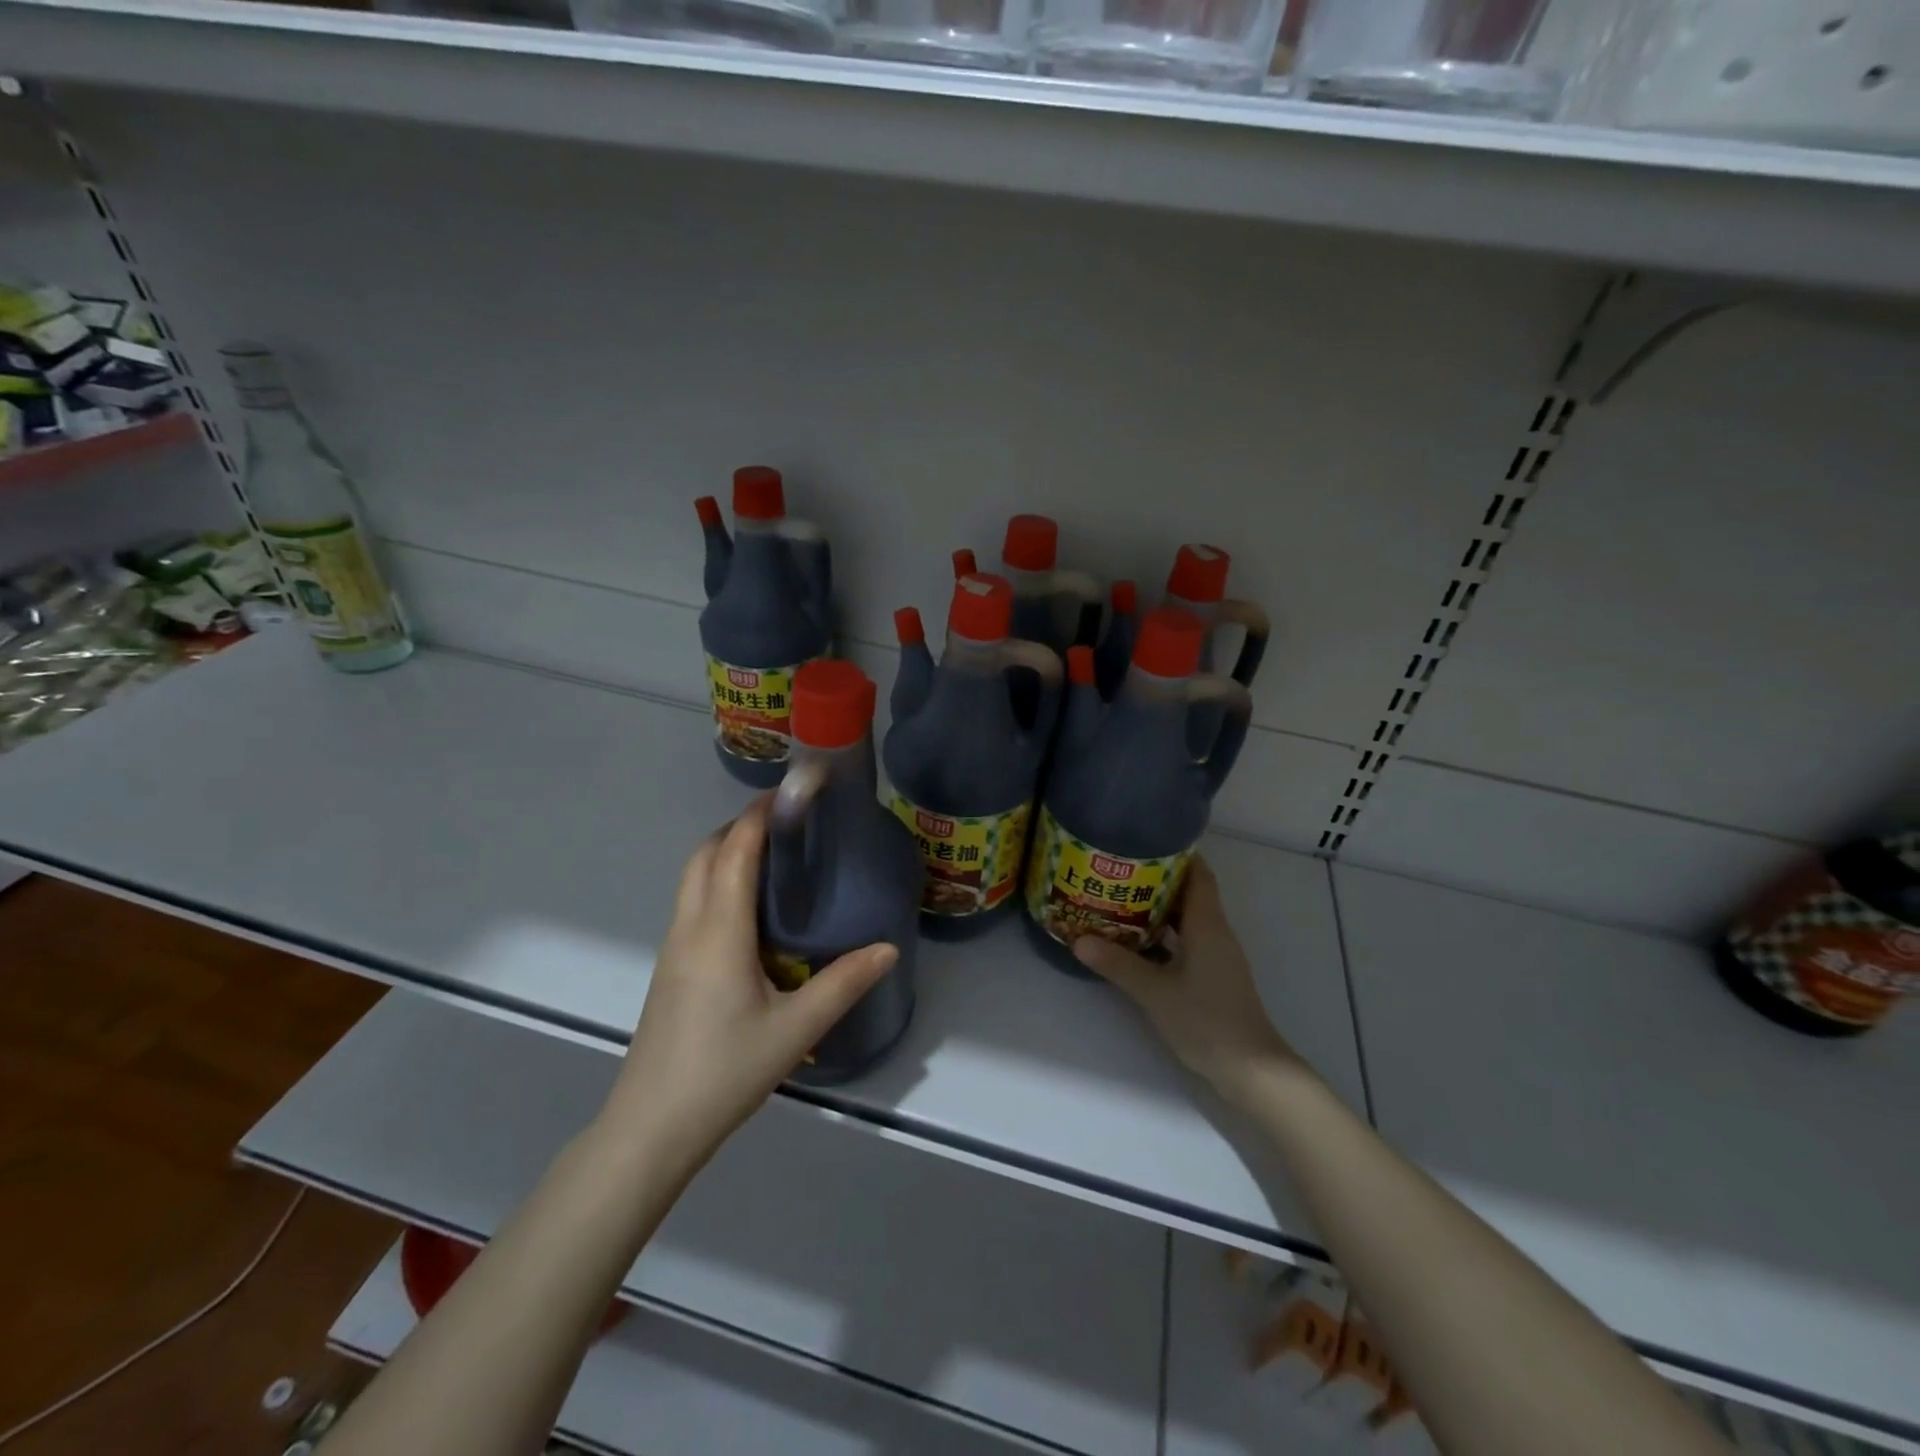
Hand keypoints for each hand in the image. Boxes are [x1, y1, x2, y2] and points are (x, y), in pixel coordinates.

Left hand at [598, 797, 898, 1175]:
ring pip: (692, 878)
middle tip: (787, 820)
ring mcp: (673, 948)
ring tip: (773, 854)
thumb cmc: (723, 1072)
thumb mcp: (795, 1029)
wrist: (650, 1128)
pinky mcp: (670, 969)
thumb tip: (888, 948)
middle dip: (740, 825)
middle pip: (704, 854)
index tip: (790, 792)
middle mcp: (689, 928)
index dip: (759, 815)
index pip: (734, 852)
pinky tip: (749, 908)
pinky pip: (692, 902)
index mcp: (719, 932)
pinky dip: (717, 880)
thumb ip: (843, 984)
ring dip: (725, 851)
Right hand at [1073, 856, 1299, 1106]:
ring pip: (1186, 919)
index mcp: (1207, 924)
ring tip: (1118, 899)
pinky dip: (1163, 935)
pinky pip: (1186, 942)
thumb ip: (1118, 964)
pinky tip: (1134, 941)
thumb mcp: (1155, 991)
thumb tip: (1078, 940)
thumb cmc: (1207, 1020)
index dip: (1175, 854)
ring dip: (1157, 908)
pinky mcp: (1212, 976)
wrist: (1251, 1070)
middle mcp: (1215, 932)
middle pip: (1189, 893)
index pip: (1198, 874)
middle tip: (1117, 870)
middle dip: (1156, 879)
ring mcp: (1215, 956)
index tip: (1142, 841)